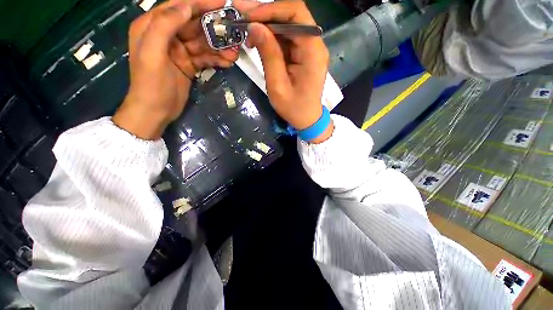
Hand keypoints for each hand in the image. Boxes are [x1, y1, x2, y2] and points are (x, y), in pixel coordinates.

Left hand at [113, 0, 238, 139]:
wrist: (156, 110)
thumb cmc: (150, 83)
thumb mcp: (152, 52)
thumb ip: (164, 25)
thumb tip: (185, 6)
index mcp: (152, 26)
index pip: (177, 7)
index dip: (198, 3)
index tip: (220, 3)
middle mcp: (166, 35)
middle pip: (193, 25)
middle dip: (213, 28)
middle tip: (233, 31)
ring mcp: (179, 51)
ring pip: (202, 43)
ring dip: (219, 47)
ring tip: (235, 53)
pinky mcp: (189, 65)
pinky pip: (205, 58)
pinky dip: (216, 59)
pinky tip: (227, 62)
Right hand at [235, 0, 332, 142]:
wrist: (307, 119)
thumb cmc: (294, 108)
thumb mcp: (278, 86)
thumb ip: (269, 55)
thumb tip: (254, 26)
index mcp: (313, 51)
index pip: (296, 13)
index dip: (272, 9)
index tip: (250, 17)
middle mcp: (315, 45)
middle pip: (292, 16)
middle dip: (267, 17)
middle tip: (245, 23)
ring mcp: (310, 49)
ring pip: (289, 26)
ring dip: (268, 28)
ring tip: (249, 36)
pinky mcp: (304, 55)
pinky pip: (288, 39)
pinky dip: (273, 39)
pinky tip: (260, 44)